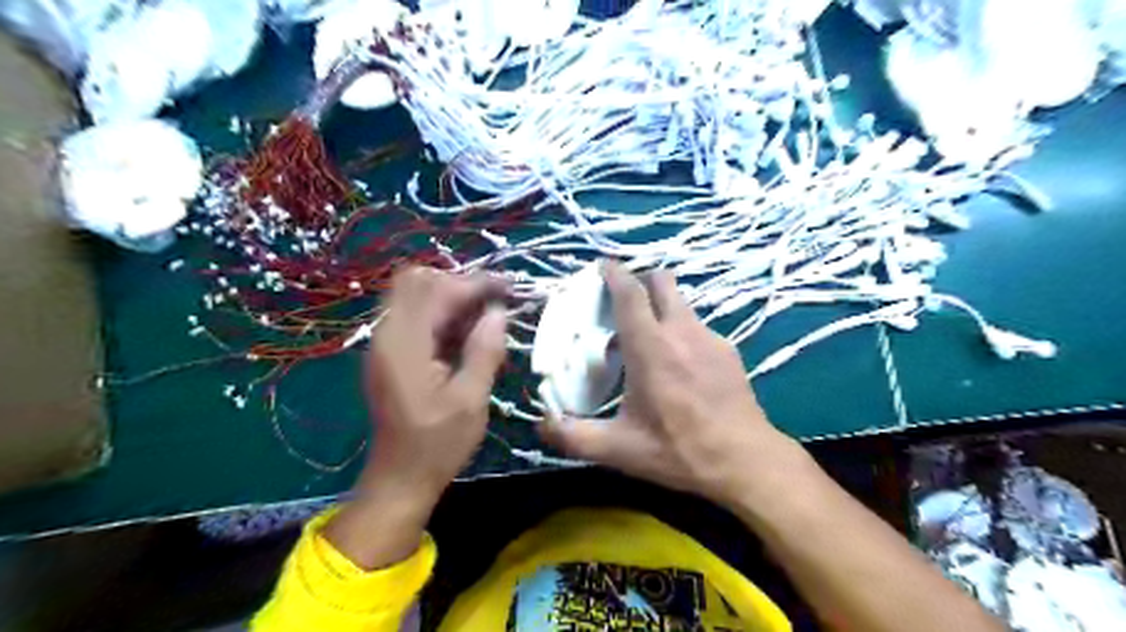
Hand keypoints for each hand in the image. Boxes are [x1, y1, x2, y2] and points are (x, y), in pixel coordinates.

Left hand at [321, 265, 506, 570]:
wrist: (400, 479)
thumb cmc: (438, 444)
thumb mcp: (471, 400)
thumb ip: (484, 351)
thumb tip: (498, 312)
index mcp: (405, 345)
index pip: (438, 291)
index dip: (475, 285)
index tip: (508, 289)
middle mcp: (388, 335)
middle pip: (416, 281)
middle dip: (458, 284)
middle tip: (492, 304)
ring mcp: (385, 343)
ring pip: (414, 296)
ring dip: (450, 298)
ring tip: (484, 319)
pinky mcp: (390, 353)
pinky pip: (414, 316)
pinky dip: (441, 315)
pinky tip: (466, 335)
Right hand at [542, 262, 810, 507]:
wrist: (746, 461)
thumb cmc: (679, 451)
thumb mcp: (620, 449)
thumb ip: (574, 436)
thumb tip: (542, 423)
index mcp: (650, 348)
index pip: (630, 293)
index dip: (614, 273)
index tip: (601, 266)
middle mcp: (681, 331)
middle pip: (662, 281)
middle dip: (641, 279)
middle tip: (622, 300)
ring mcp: (709, 338)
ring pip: (681, 302)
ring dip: (661, 305)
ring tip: (647, 336)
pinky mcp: (728, 350)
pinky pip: (697, 325)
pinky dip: (680, 329)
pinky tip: (678, 363)